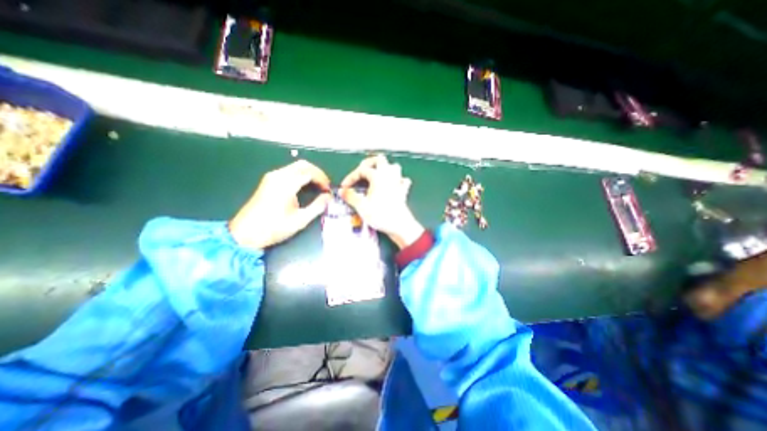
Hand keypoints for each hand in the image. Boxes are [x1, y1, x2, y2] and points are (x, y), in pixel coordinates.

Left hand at [230, 159, 333, 248]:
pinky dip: (301, 175)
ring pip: (296, 166)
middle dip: (318, 173)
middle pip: (303, 165)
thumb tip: (329, 197)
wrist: (245, 234)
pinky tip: (305, 187)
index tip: (329, 190)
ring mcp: (272, 177)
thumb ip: (317, 206)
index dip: (323, 179)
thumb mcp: (300, 220)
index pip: (310, 172)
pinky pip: (289, 171)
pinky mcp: (268, 181)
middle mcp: (278, 175)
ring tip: (318, 187)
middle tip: (325, 186)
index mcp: (286, 184)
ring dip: (309, 174)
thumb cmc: (273, 228)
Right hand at [342, 155, 424, 248]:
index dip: (351, 177)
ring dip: (384, 168)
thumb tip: (342, 191)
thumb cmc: (380, 214)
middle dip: (369, 163)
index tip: (345, 187)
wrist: (399, 225)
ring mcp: (397, 182)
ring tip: (376, 176)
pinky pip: (402, 180)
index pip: (361, 170)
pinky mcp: (403, 191)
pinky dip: (397, 180)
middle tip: (361, 171)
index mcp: (378, 176)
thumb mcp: (361, 206)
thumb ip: (350, 196)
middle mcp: (389, 175)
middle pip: (380, 159)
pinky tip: (393, 185)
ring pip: (393, 166)